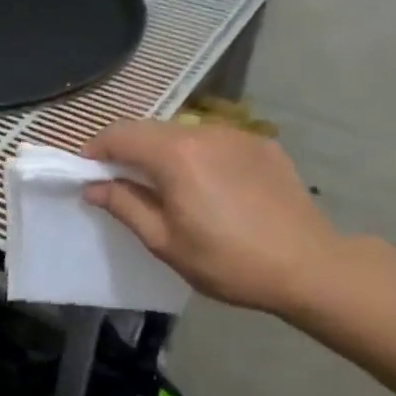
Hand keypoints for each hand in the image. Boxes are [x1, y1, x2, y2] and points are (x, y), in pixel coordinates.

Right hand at [82, 120, 341, 315]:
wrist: (308, 266)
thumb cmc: (227, 261)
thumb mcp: (164, 242)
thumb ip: (125, 205)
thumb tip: (94, 187)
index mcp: (175, 155)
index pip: (120, 134)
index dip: (95, 149)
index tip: (87, 172)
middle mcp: (204, 133)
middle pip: (150, 129)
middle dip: (127, 150)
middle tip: (118, 182)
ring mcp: (237, 135)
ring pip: (183, 133)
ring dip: (162, 152)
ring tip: (164, 187)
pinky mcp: (262, 145)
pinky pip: (214, 141)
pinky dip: (196, 155)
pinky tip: (207, 187)